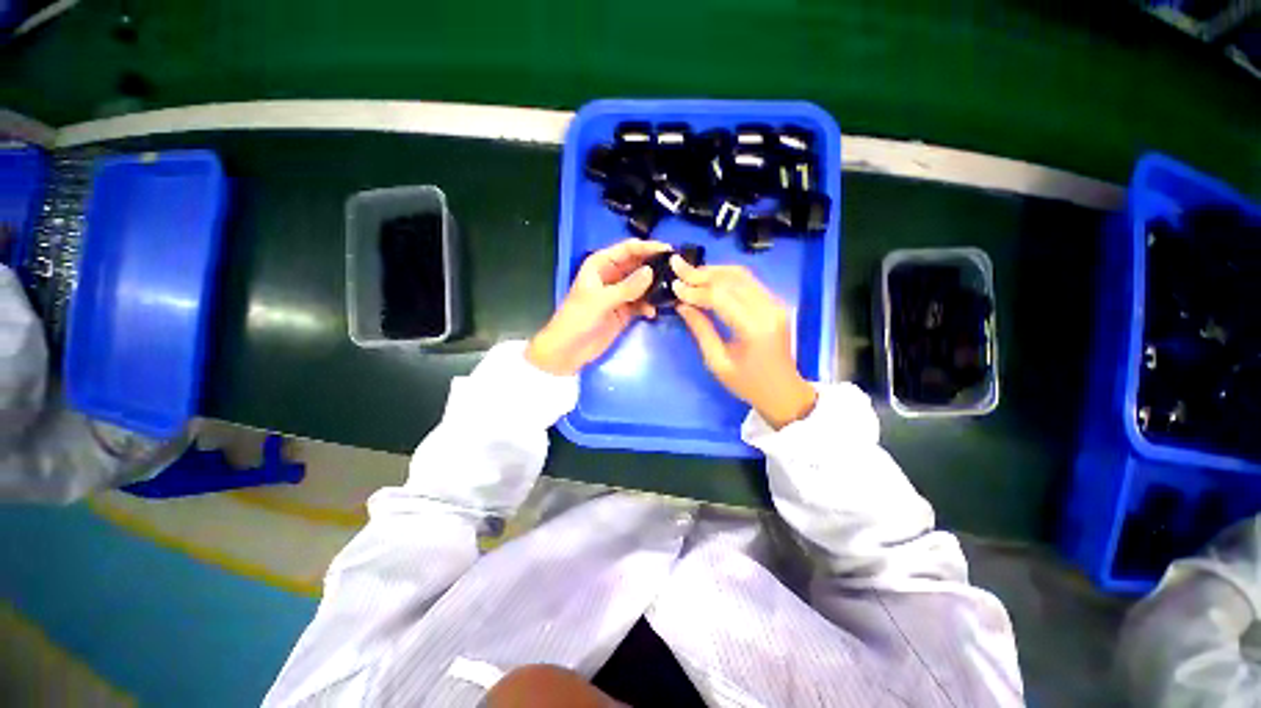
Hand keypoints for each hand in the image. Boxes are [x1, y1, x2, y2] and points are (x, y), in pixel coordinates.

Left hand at [526, 238, 671, 375]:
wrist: (568, 350)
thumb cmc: (578, 319)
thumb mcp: (601, 301)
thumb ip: (627, 287)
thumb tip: (651, 272)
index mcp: (601, 265)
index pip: (628, 249)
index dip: (648, 247)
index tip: (669, 250)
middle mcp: (612, 276)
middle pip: (638, 265)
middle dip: (655, 266)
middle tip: (677, 270)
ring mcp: (619, 294)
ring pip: (642, 284)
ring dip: (655, 287)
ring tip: (672, 290)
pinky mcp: (624, 311)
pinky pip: (641, 303)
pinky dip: (649, 306)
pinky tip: (654, 312)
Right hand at [671, 258, 817, 428]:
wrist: (783, 391)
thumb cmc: (748, 384)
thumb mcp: (717, 362)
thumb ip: (701, 330)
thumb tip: (682, 305)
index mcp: (754, 328)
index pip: (720, 298)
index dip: (695, 290)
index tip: (674, 285)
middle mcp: (768, 309)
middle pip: (731, 279)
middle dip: (701, 273)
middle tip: (677, 266)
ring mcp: (775, 303)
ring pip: (741, 275)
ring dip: (713, 270)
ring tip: (690, 271)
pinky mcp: (774, 303)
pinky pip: (748, 281)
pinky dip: (726, 276)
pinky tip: (709, 278)